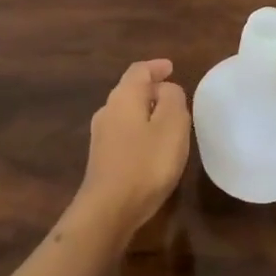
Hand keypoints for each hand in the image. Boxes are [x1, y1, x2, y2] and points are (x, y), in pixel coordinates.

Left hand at [72, 59, 190, 240]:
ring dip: (145, 110)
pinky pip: (124, 132)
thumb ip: (173, 99)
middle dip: (151, 88)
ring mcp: (101, 136)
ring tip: (167, 119)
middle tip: (174, 95)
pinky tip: (152, 145)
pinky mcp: (102, 158)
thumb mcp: (172, 125)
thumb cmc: (146, 163)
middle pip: (130, 90)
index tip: (171, 68)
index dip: (156, 67)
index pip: (139, 71)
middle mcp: (108, 110)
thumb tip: (167, 90)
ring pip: (126, 112)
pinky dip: (140, 129)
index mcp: (124, 97)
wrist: (109, 209)